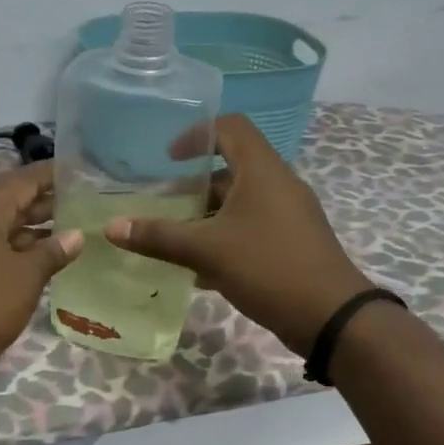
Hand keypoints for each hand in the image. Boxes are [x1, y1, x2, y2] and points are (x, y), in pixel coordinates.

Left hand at [0, 161, 84, 367]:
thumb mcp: (26, 277)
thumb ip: (53, 252)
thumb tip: (76, 235)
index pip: (23, 179)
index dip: (52, 174)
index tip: (80, 171)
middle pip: (10, 200)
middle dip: (45, 202)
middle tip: (83, 202)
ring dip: (31, 226)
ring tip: (69, 228)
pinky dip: (14, 245)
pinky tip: (39, 255)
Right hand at [103, 114, 374, 355]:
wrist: (331, 317)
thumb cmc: (268, 267)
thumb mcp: (207, 250)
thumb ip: (159, 237)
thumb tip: (112, 228)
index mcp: (262, 170)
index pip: (230, 127)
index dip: (196, 134)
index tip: (168, 159)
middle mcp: (278, 184)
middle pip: (231, 168)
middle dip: (193, 185)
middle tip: (161, 204)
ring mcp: (288, 214)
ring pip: (239, 203)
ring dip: (205, 216)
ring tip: (173, 237)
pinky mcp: (291, 242)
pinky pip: (250, 227)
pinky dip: (223, 238)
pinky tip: (199, 270)